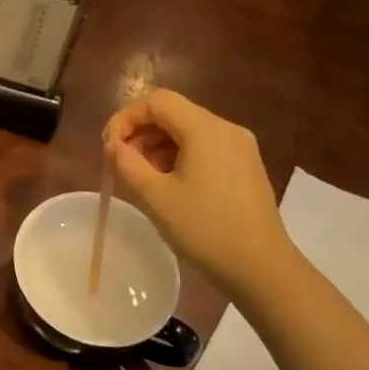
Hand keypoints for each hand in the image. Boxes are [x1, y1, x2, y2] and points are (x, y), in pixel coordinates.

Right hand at [103, 88, 294, 298]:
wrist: (260, 267)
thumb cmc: (204, 229)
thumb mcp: (155, 196)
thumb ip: (127, 163)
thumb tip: (114, 146)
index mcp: (205, 129)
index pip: (157, 101)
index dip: (125, 118)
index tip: (108, 146)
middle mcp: (226, 129)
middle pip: (174, 113)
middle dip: (141, 132)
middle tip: (119, 162)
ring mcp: (240, 148)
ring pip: (188, 131)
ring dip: (158, 146)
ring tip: (140, 176)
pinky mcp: (245, 166)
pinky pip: (205, 148)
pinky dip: (179, 156)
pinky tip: (168, 184)